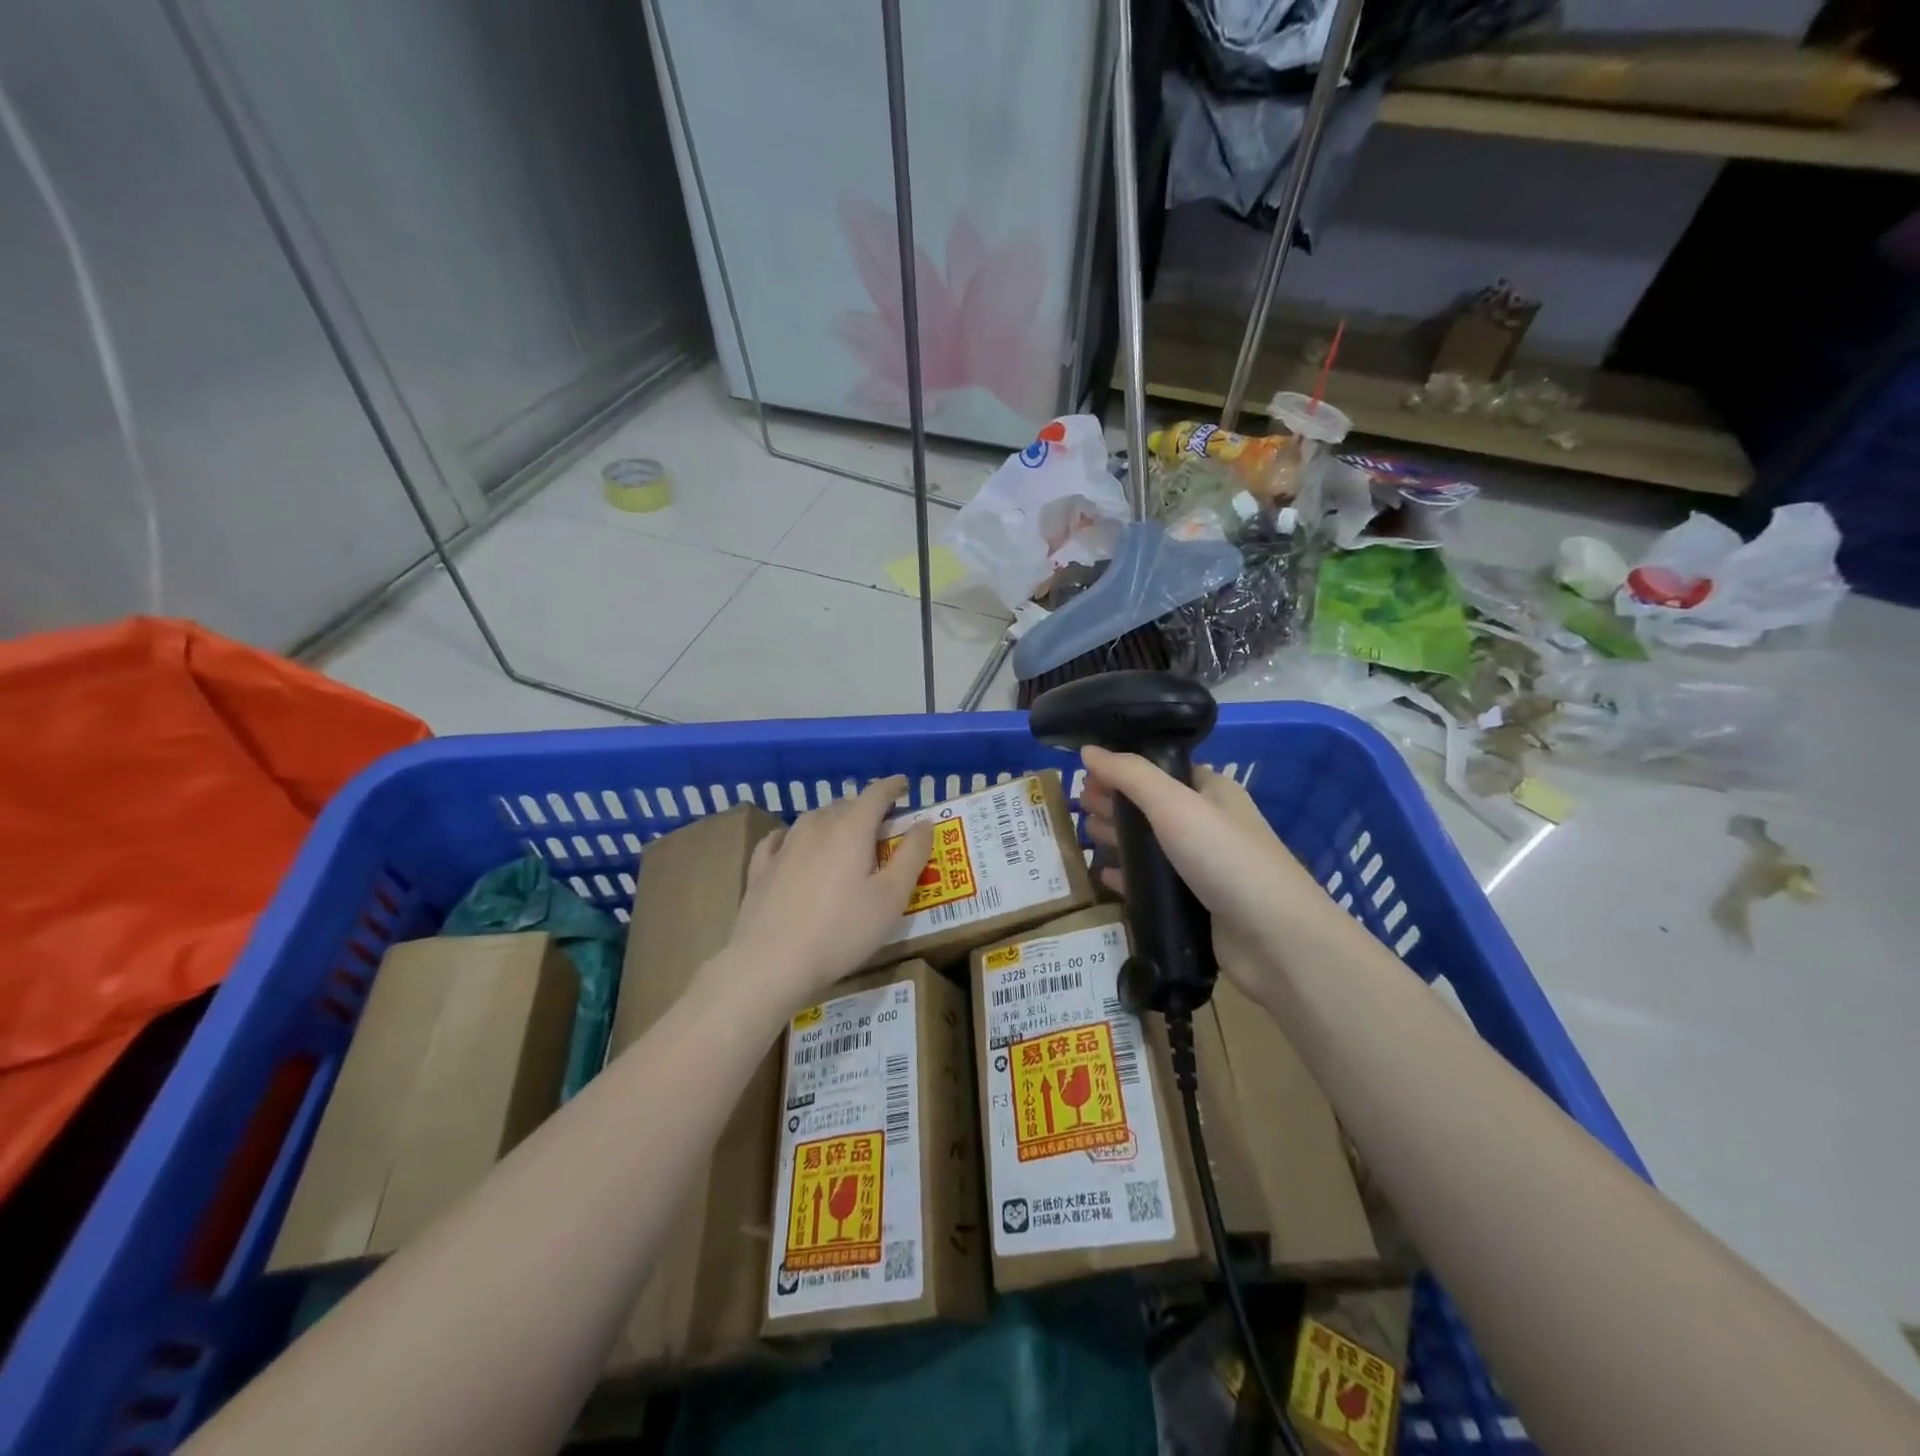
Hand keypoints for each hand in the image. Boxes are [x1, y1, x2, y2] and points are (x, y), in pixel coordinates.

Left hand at [719, 776, 933, 1014]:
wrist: (771, 963)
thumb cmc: (842, 931)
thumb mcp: (891, 898)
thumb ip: (912, 855)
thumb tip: (924, 822)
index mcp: (851, 829)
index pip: (875, 794)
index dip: (892, 787)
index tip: (904, 785)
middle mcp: (816, 827)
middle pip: (844, 805)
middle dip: (865, 807)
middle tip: (881, 824)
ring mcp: (784, 847)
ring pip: (813, 819)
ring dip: (833, 819)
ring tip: (843, 834)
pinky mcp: (760, 869)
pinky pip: (779, 839)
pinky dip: (794, 836)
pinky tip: (792, 844)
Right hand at [1079, 746, 1333, 999]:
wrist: (1275, 939)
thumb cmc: (1225, 858)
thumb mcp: (1174, 804)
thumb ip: (1129, 774)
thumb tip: (1087, 750)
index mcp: (1212, 791)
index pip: (1160, 770)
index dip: (1123, 769)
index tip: (1085, 776)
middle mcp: (1208, 824)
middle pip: (1151, 807)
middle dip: (1115, 803)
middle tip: (1077, 806)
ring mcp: (1203, 867)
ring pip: (1150, 846)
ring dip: (1117, 839)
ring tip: (1082, 836)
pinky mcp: (1195, 905)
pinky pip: (1153, 885)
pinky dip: (1128, 877)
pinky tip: (1102, 876)